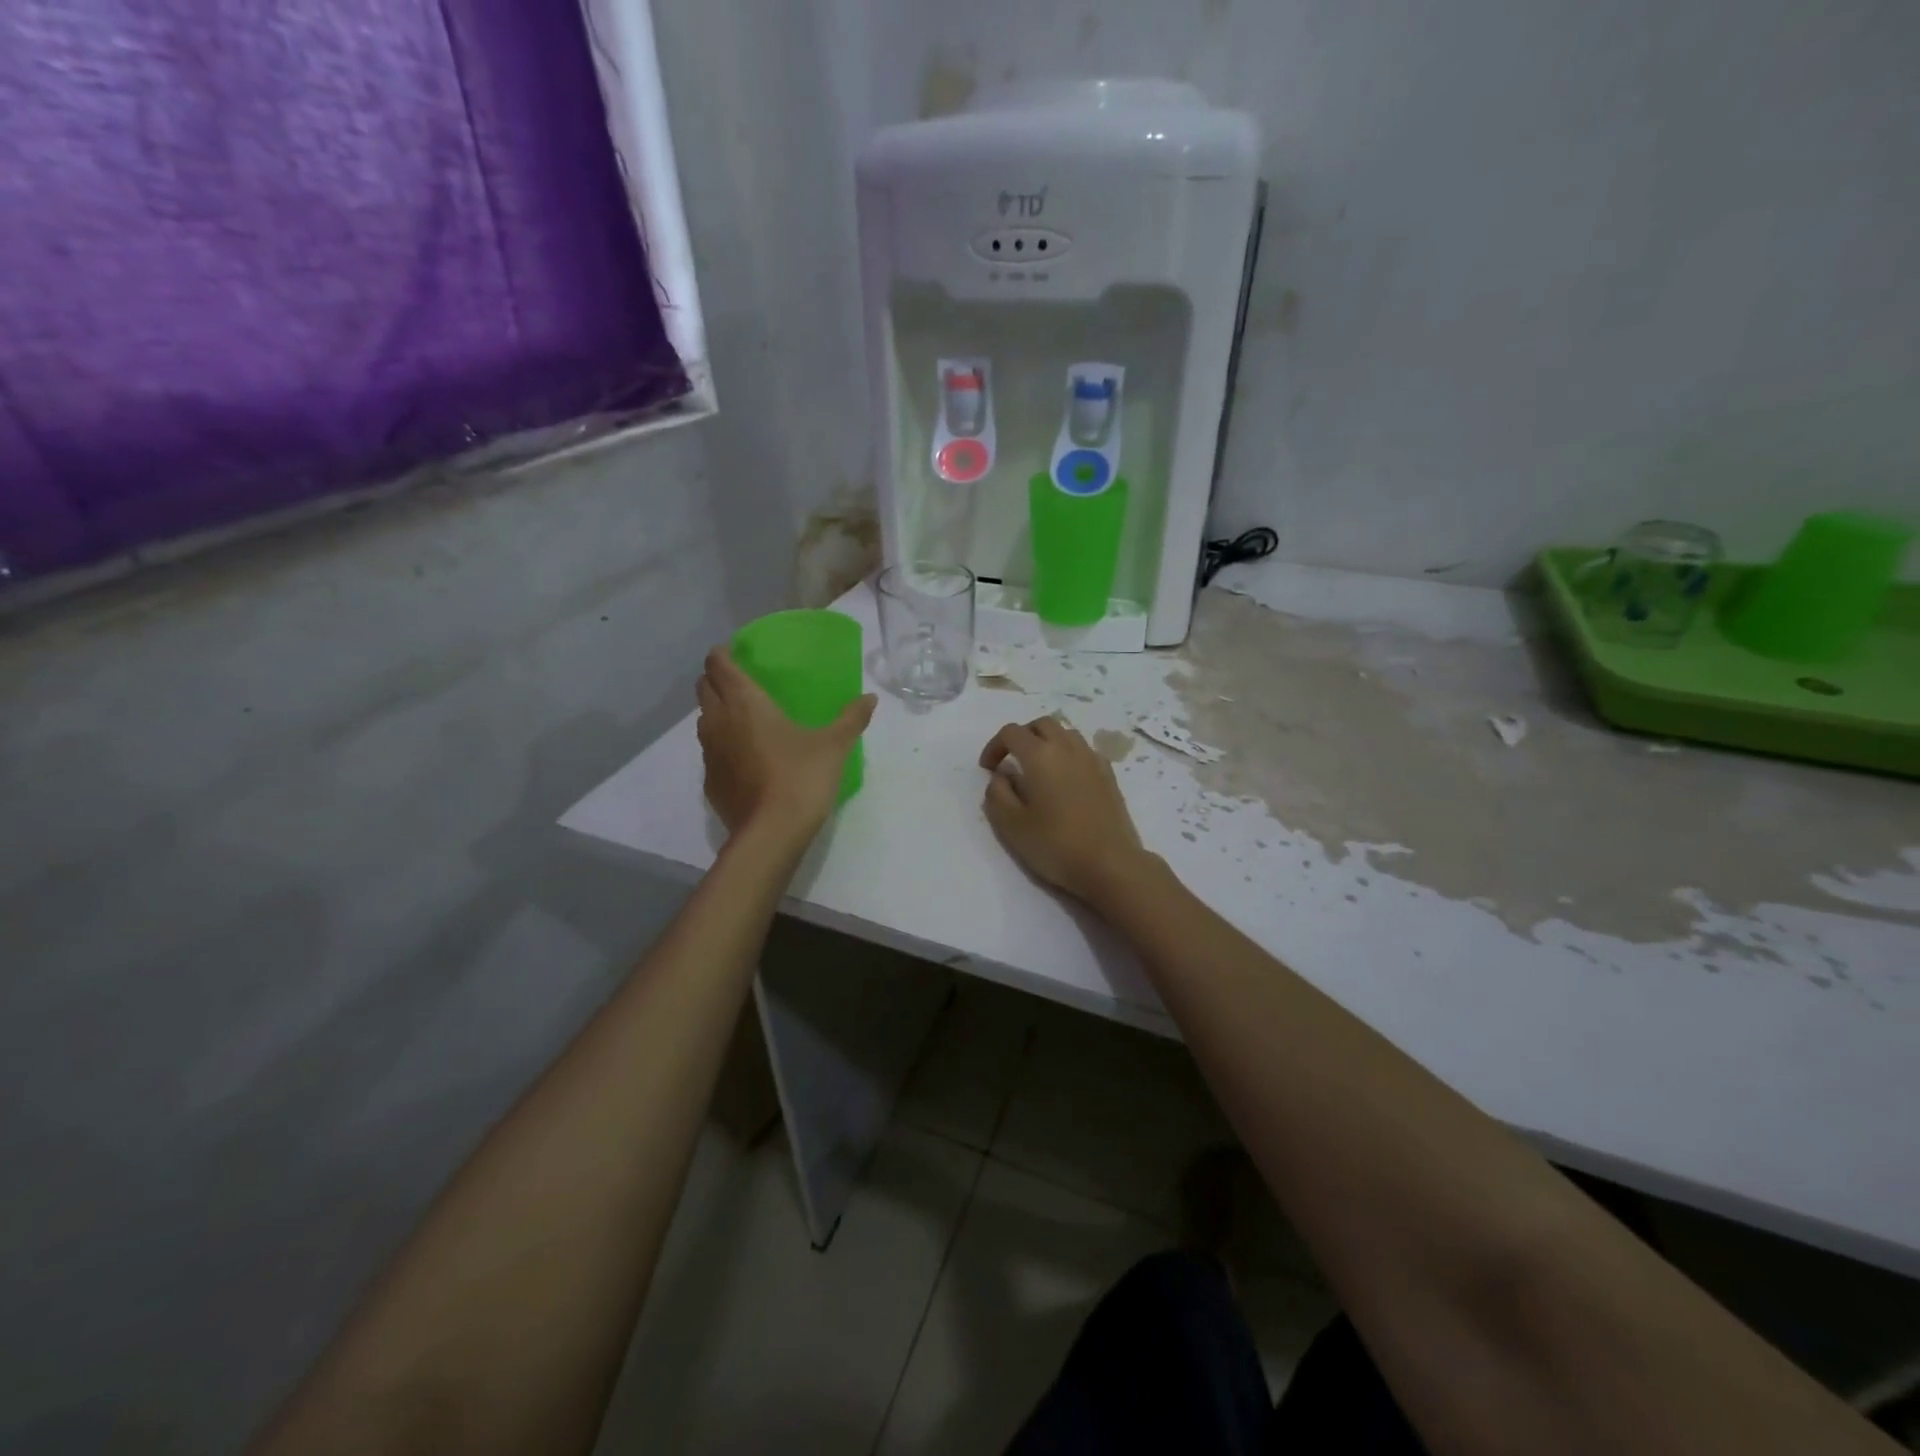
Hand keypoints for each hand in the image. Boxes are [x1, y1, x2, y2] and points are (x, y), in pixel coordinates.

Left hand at [697, 646, 876, 839]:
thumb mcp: (834, 746)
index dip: (723, 654)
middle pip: (704, 687)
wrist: (772, 833)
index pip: (718, 664)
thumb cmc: (801, 777)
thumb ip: (852, 718)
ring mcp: (710, 753)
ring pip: (704, 720)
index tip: (737, 653)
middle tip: (743, 683)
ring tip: (745, 720)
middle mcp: (718, 721)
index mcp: (745, 702)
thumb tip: (871, 698)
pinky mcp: (710, 781)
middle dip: (717, 679)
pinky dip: (723, 746)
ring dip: (717, 712)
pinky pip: (711, 752)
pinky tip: (746, 759)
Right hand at [979, 716, 1149, 900]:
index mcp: (1040, 755)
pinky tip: (1066, 780)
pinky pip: (1084, 750)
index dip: (994, 746)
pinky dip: (1068, 754)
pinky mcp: (1109, 774)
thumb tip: (1000, 776)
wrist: (1110, 864)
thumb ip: (997, 794)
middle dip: (1022, 736)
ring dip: (1047, 742)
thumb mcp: (1011, 825)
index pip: (1011, 732)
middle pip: (1041, 724)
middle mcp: (1067, 747)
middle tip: (1012, 761)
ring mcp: (1092, 759)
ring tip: (1039, 769)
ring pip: (1066, 733)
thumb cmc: (1055, 844)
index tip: (988, 769)